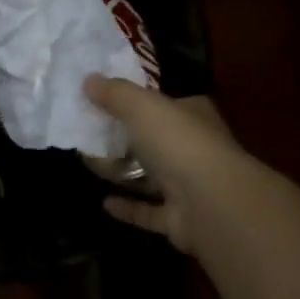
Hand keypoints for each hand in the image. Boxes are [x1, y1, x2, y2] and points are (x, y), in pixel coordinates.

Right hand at [84, 78, 255, 254]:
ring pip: (151, 176)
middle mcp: (193, 147)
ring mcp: (190, 186)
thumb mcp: (142, 106)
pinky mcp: (181, 219)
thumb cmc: (178, 142)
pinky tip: (105, 202)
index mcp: (192, 114)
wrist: (211, 203)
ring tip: (89, 162)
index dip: (136, 100)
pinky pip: (149, 211)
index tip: (104, 100)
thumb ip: (115, 93)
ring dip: (123, 172)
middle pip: (153, 139)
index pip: (163, 102)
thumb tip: (88, 79)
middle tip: (88, 133)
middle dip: (123, 137)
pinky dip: (129, 207)